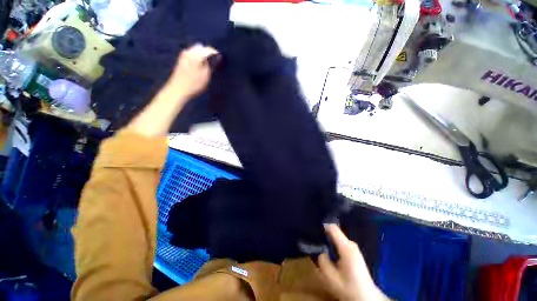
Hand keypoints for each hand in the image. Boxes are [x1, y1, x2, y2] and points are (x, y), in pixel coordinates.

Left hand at [166, 43, 219, 98]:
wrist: (179, 89)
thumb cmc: (195, 84)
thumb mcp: (207, 75)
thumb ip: (212, 64)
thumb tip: (218, 57)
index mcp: (197, 55)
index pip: (209, 50)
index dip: (216, 54)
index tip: (221, 60)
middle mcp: (190, 51)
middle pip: (202, 48)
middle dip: (209, 54)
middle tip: (215, 63)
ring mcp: (184, 55)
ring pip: (196, 51)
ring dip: (203, 56)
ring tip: (208, 64)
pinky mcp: (181, 60)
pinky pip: (192, 54)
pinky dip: (197, 58)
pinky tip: (199, 65)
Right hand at [318, 224, 387, 300]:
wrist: (366, 297)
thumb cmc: (348, 287)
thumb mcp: (330, 276)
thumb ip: (322, 260)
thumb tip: (321, 251)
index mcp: (346, 247)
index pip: (332, 227)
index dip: (322, 227)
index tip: (314, 230)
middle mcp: (351, 244)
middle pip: (334, 232)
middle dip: (325, 235)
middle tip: (315, 241)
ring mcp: (354, 248)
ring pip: (337, 238)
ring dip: (329, 241)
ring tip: (322, 247)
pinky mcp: (354, 253)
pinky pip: (341, 243)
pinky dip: (334, 245)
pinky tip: (331, 253)